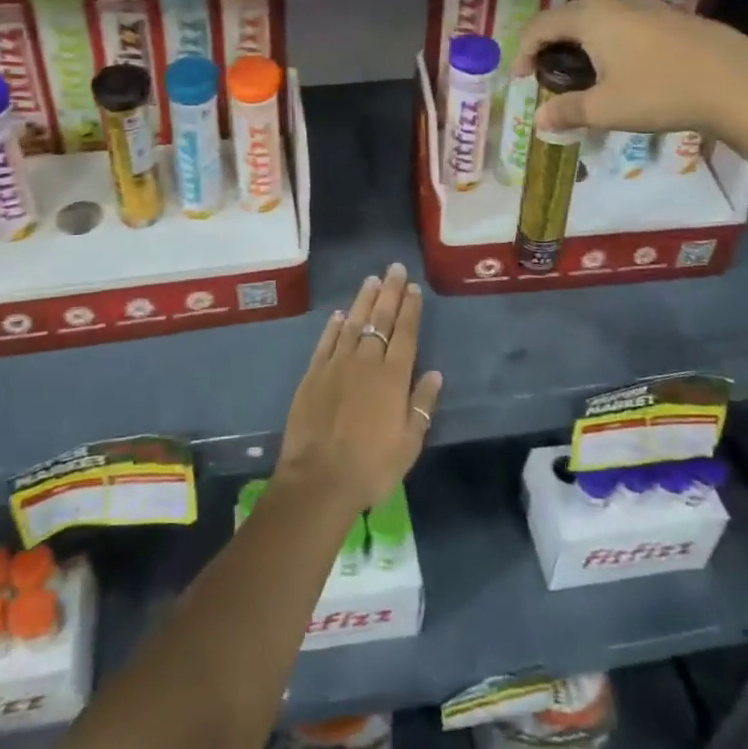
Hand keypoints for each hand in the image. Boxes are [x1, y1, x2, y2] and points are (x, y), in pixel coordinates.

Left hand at [275, 263, 442, 517]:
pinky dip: (334, 326)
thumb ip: (422, 404)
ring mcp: (336, 365)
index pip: (405, 333)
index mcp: (393, 377)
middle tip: (395, 269)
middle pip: (379, 320)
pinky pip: (326, 342)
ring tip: (372, 280)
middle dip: (390, 292)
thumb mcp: (409, 443)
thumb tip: (435, 373)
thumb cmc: (372, 466)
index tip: (413, 288)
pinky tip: (339, 314)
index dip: (410, 309)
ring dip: (363, 300)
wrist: (319, 479)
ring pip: (352, 323)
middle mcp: (365, 362)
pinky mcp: (313, 374)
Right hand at [513, 0, 747, 142]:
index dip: (523, 52)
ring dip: (582, 39)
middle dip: (551, 43)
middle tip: (549, 73)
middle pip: (568, 15)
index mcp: (590, 16)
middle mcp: (614, 0)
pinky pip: (625, 20)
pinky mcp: (672, 15)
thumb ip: (567, 111)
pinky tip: (624, 66)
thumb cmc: (661, 92)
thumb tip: (539, 121)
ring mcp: (647, 3)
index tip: (520, 79)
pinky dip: (610, 39)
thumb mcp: (606, 109)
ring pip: (599, 15)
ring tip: (583, 70)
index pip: (539, 26)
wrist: (739, 84)